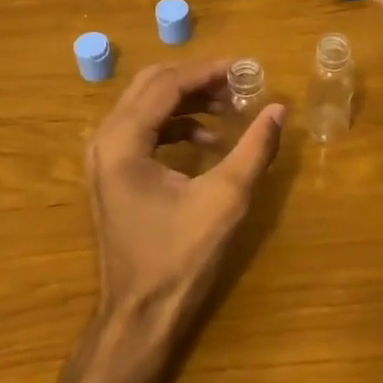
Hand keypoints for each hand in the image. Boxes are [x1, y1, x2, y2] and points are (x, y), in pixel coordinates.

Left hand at [85, 60, 285, 334]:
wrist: (139, 315)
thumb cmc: (179, 258)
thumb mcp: (225, 200)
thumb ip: (254, 149)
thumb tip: (278, 109)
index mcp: (123, 141)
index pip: (166, 84)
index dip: (207, 71)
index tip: (245, 68)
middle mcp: (105, 141)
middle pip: (151, 86)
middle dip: (196, 80)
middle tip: (237, 83)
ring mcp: (104, 159)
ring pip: (146, 106)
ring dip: (188, 101)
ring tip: (229, 108)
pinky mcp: (112, 174)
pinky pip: (144, 131)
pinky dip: (176, 125)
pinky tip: (210, 141)